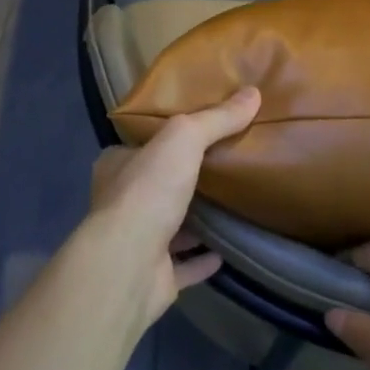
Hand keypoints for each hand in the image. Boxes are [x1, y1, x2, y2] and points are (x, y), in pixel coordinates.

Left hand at [86, 87, 259, 324]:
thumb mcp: (183, 139)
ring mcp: (136, 242)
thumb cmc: (148, 191)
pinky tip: (227, 251)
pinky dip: (202, 259)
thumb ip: (216, 118)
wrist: (130, 264)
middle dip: (183, 179)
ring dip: (194, 220)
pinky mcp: (153, 276)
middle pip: (156, 185)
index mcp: (117, 166)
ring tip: (231, 205)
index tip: (197, 133)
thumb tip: (253, 93)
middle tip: (223, 167)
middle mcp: (121, 202)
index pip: (141, 146)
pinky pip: (183, 265)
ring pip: (168, 225)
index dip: (166, 139)